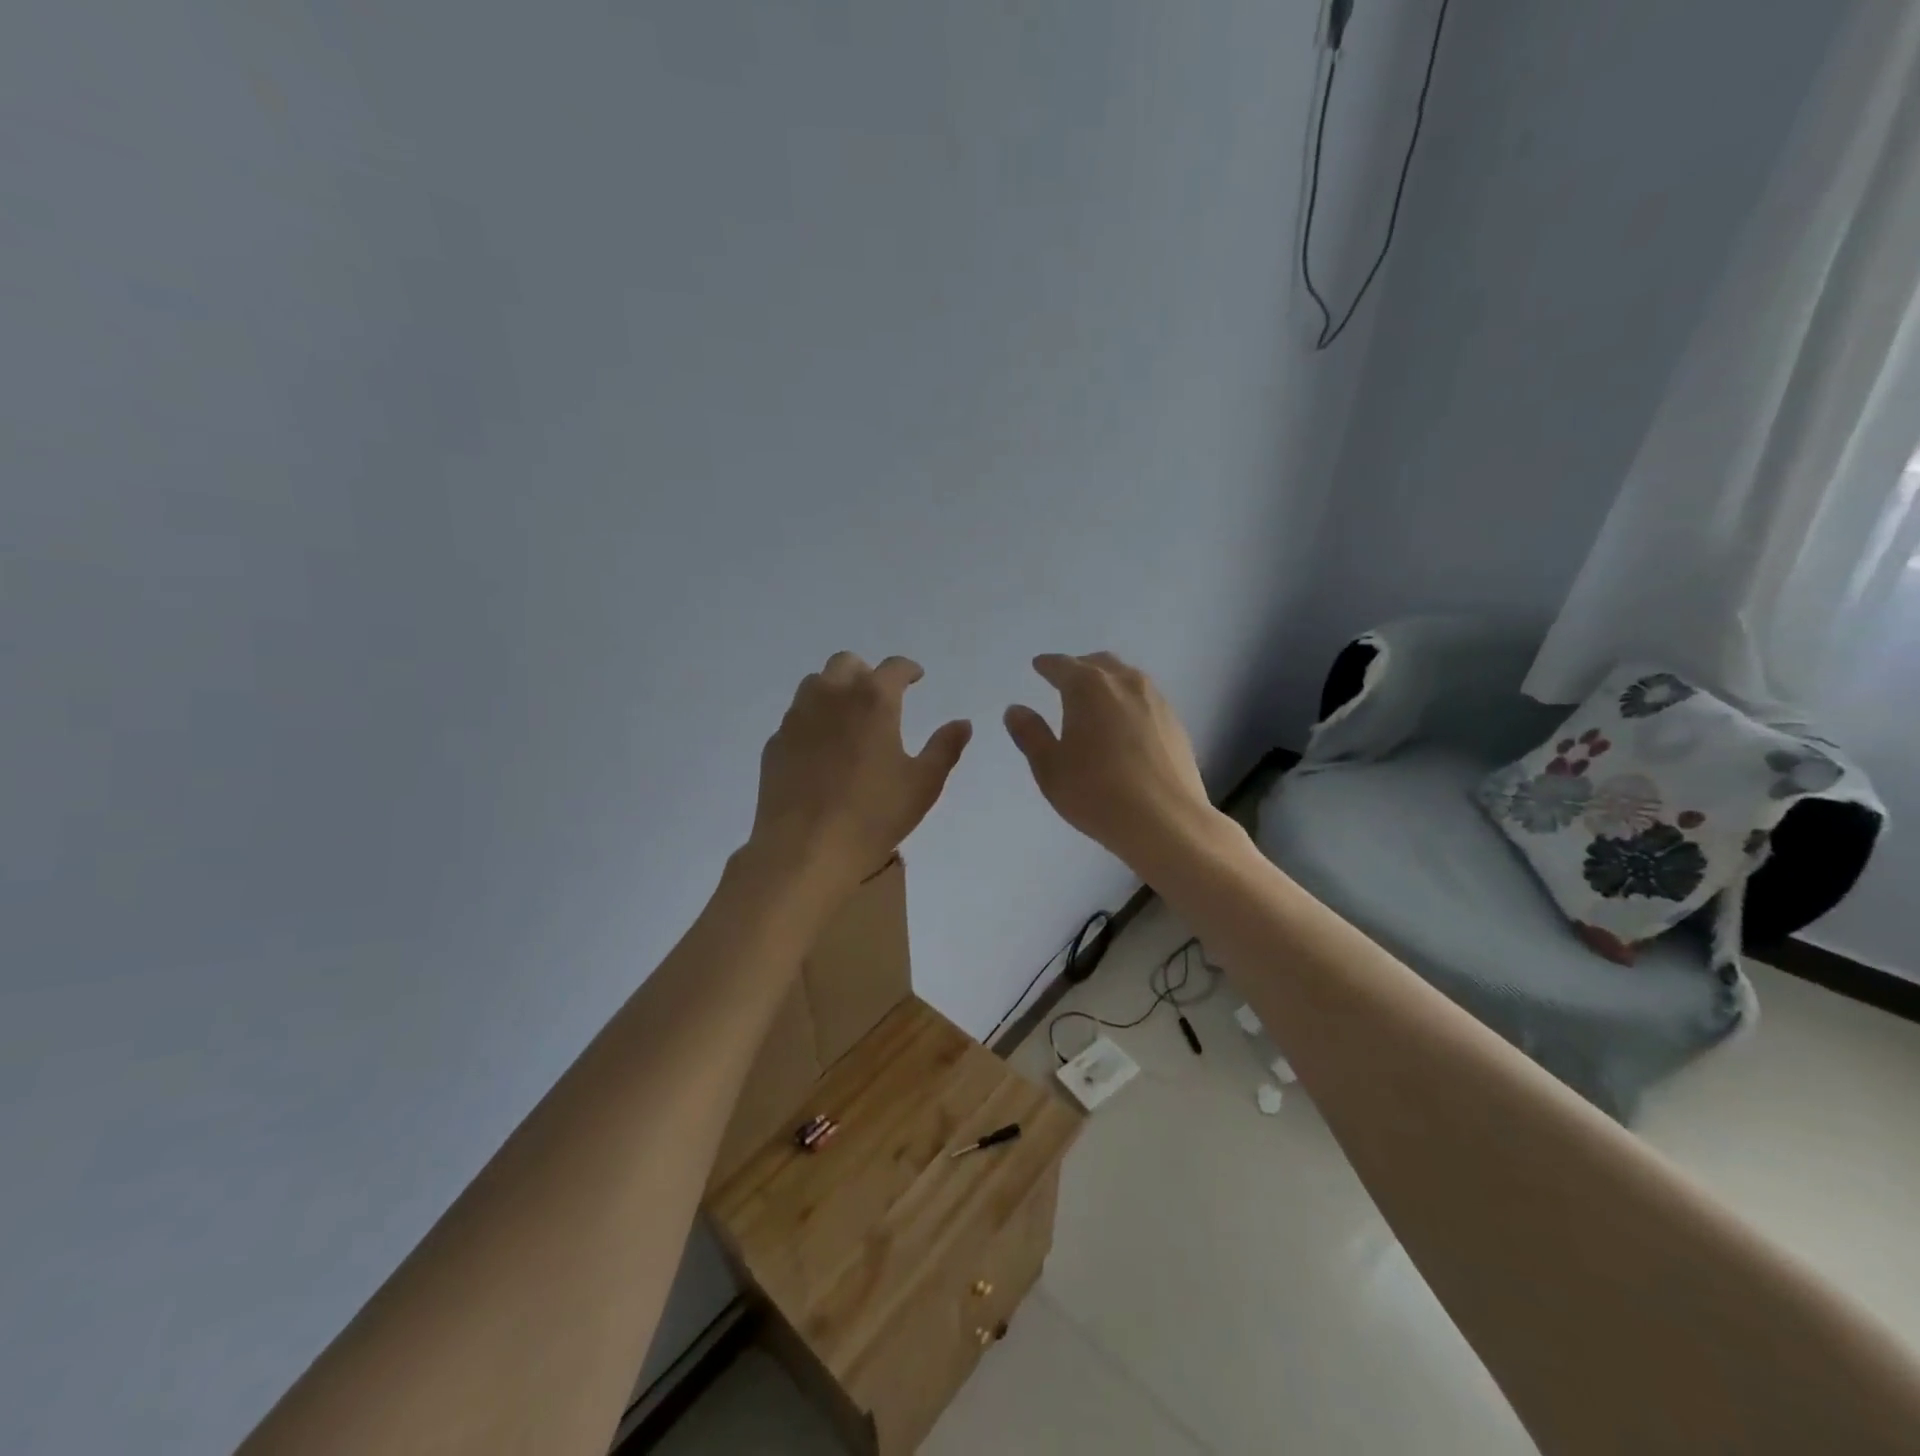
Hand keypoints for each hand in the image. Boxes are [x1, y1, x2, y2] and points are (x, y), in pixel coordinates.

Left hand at [749, 653, 971, 893]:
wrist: (805, 849)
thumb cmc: (873, 815)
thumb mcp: (923, 784)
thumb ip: (945, 748)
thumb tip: (962, 724)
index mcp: (873, 700)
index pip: (894, 668)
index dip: (908, 669)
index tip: (916, 678)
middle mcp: (831, 696)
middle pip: (847, 663)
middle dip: (866, 673)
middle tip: (880, 697)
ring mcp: (797, 718)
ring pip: (815, 684)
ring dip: (835, 690)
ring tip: (849, 718)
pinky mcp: (775, 743)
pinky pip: (796, 718)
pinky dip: (812, 721)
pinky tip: (821, 750)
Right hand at [1004, 652, 1216, 867]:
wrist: (1166, 821)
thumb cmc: (1096, 792)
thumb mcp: (1050, 767)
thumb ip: (1031, 734)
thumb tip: (1016, 710)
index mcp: (1089, 687)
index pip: (1062, 665)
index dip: (1047, 665)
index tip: (1039, 665)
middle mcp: (1125, 683)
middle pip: (1098, 663)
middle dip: (1079, 667)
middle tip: (1066, 680)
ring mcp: (1156, 701)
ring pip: (1126, 678)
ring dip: (1107, 681)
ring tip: (1096, 700)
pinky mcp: (1175, 723)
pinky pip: (1145, 699)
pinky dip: (1128, 701)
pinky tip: (1124, 724)